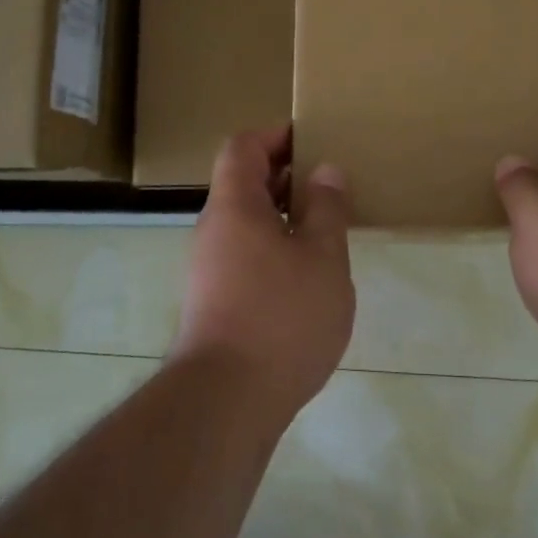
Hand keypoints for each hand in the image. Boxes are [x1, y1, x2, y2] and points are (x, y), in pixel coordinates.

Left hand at [172, 126, 353, 422]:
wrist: (225, 403)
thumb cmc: (281, 316)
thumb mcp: (322, 256)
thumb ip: (326, 208)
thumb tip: (324, 171)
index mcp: (235, 205)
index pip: (243, 146)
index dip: (275, 135)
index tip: (312, 140)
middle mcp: (214, 229)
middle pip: (243, 182)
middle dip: (285, 175)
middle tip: (329, 183)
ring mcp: (209, 268)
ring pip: (246, 222)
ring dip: (283, 215)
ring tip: (326, 227)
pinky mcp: (214, 302)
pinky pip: (245, 254)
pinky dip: (275, 248)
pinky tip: (307, 275)